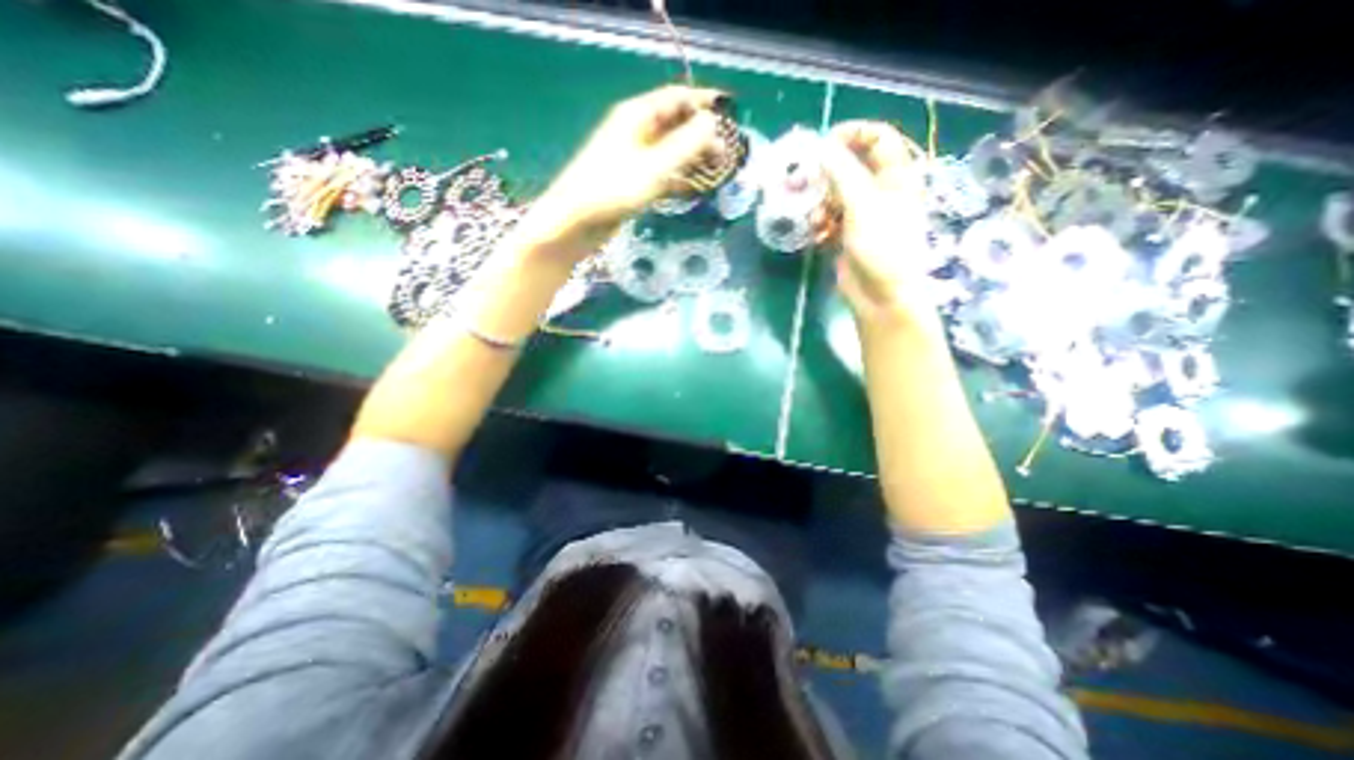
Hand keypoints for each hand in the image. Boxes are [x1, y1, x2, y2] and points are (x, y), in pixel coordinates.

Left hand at [536, 87, 728, 246]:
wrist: (575, 222)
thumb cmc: (612, 190)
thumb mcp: (654, 167)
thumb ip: (686, 145)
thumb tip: (713, 125)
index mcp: (637, 116)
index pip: (677, 98)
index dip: (705, 104)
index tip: (731, 116)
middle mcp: (636, 131)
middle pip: (676, 124)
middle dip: (702, 135)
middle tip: (728, 153)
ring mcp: (634, 158)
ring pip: (671, 151)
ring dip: (693, 159)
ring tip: (718, 171)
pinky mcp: (633, 182)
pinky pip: (663, 173)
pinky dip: (679, 178)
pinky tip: (695, 189)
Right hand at [819, 118, 938, 322]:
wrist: (880, 295)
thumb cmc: (882, 248)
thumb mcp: (863, 206)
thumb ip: (842, 174)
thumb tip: (821, 148)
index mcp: (897, 176)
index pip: (878, 138)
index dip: (853, 134)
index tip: (823, 144)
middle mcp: (880, 190)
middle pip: (852, 166)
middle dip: (827, 172)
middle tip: (804, 178)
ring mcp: (862, 214)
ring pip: (835, 194)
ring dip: (819, 201)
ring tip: (810, 213)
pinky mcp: (846, 234)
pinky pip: (829, 217)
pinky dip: (819, 222)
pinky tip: (816, 233)